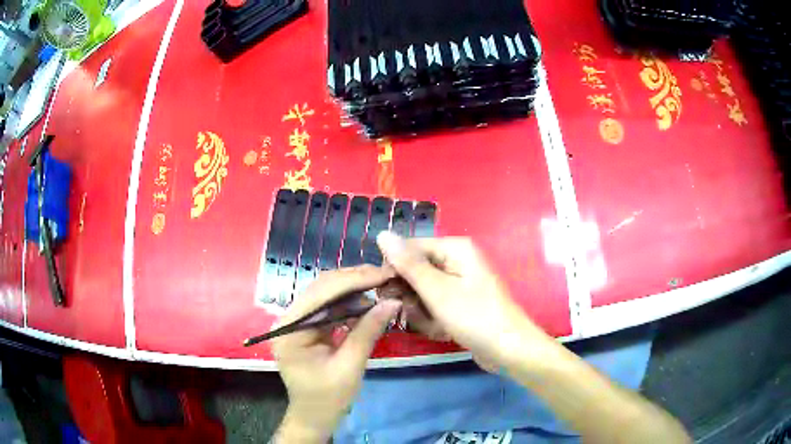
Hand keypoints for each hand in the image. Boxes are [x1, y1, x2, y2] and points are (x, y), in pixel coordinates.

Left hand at [271, 266, 401, 442]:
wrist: (314, 417)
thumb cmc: (328, 399)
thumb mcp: (350, 367)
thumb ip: (368, 332)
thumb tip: (393, 301)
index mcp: (289, 330)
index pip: (321, 294)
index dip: (354, 280)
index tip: (384, 273)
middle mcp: (287, 319)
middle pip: (321, 289)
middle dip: (355, 280)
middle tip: (387, 275)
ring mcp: (296, 322)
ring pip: (326, 295)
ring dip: (354, 289)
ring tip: (382, 285)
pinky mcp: (307, 328)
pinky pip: (329, 308)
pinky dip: (350, 303)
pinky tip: (368, 302)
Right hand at [376, 233, 552, 370]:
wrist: (509, 350)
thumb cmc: (474, 317)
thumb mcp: (437, 291)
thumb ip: (408, 264)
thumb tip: (382, 233)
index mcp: (455, 248)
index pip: (409, 248)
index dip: (394, 270)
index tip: (384, 294)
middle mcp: (458, 259)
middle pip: (416, 270)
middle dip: (411, 295)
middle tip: (414, 314)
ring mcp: (461, 281)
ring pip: (423, 290)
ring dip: (422, 310)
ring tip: (434, 325)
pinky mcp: (461, 300)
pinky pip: (436, 303)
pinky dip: (434, 317)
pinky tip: (442, 330)